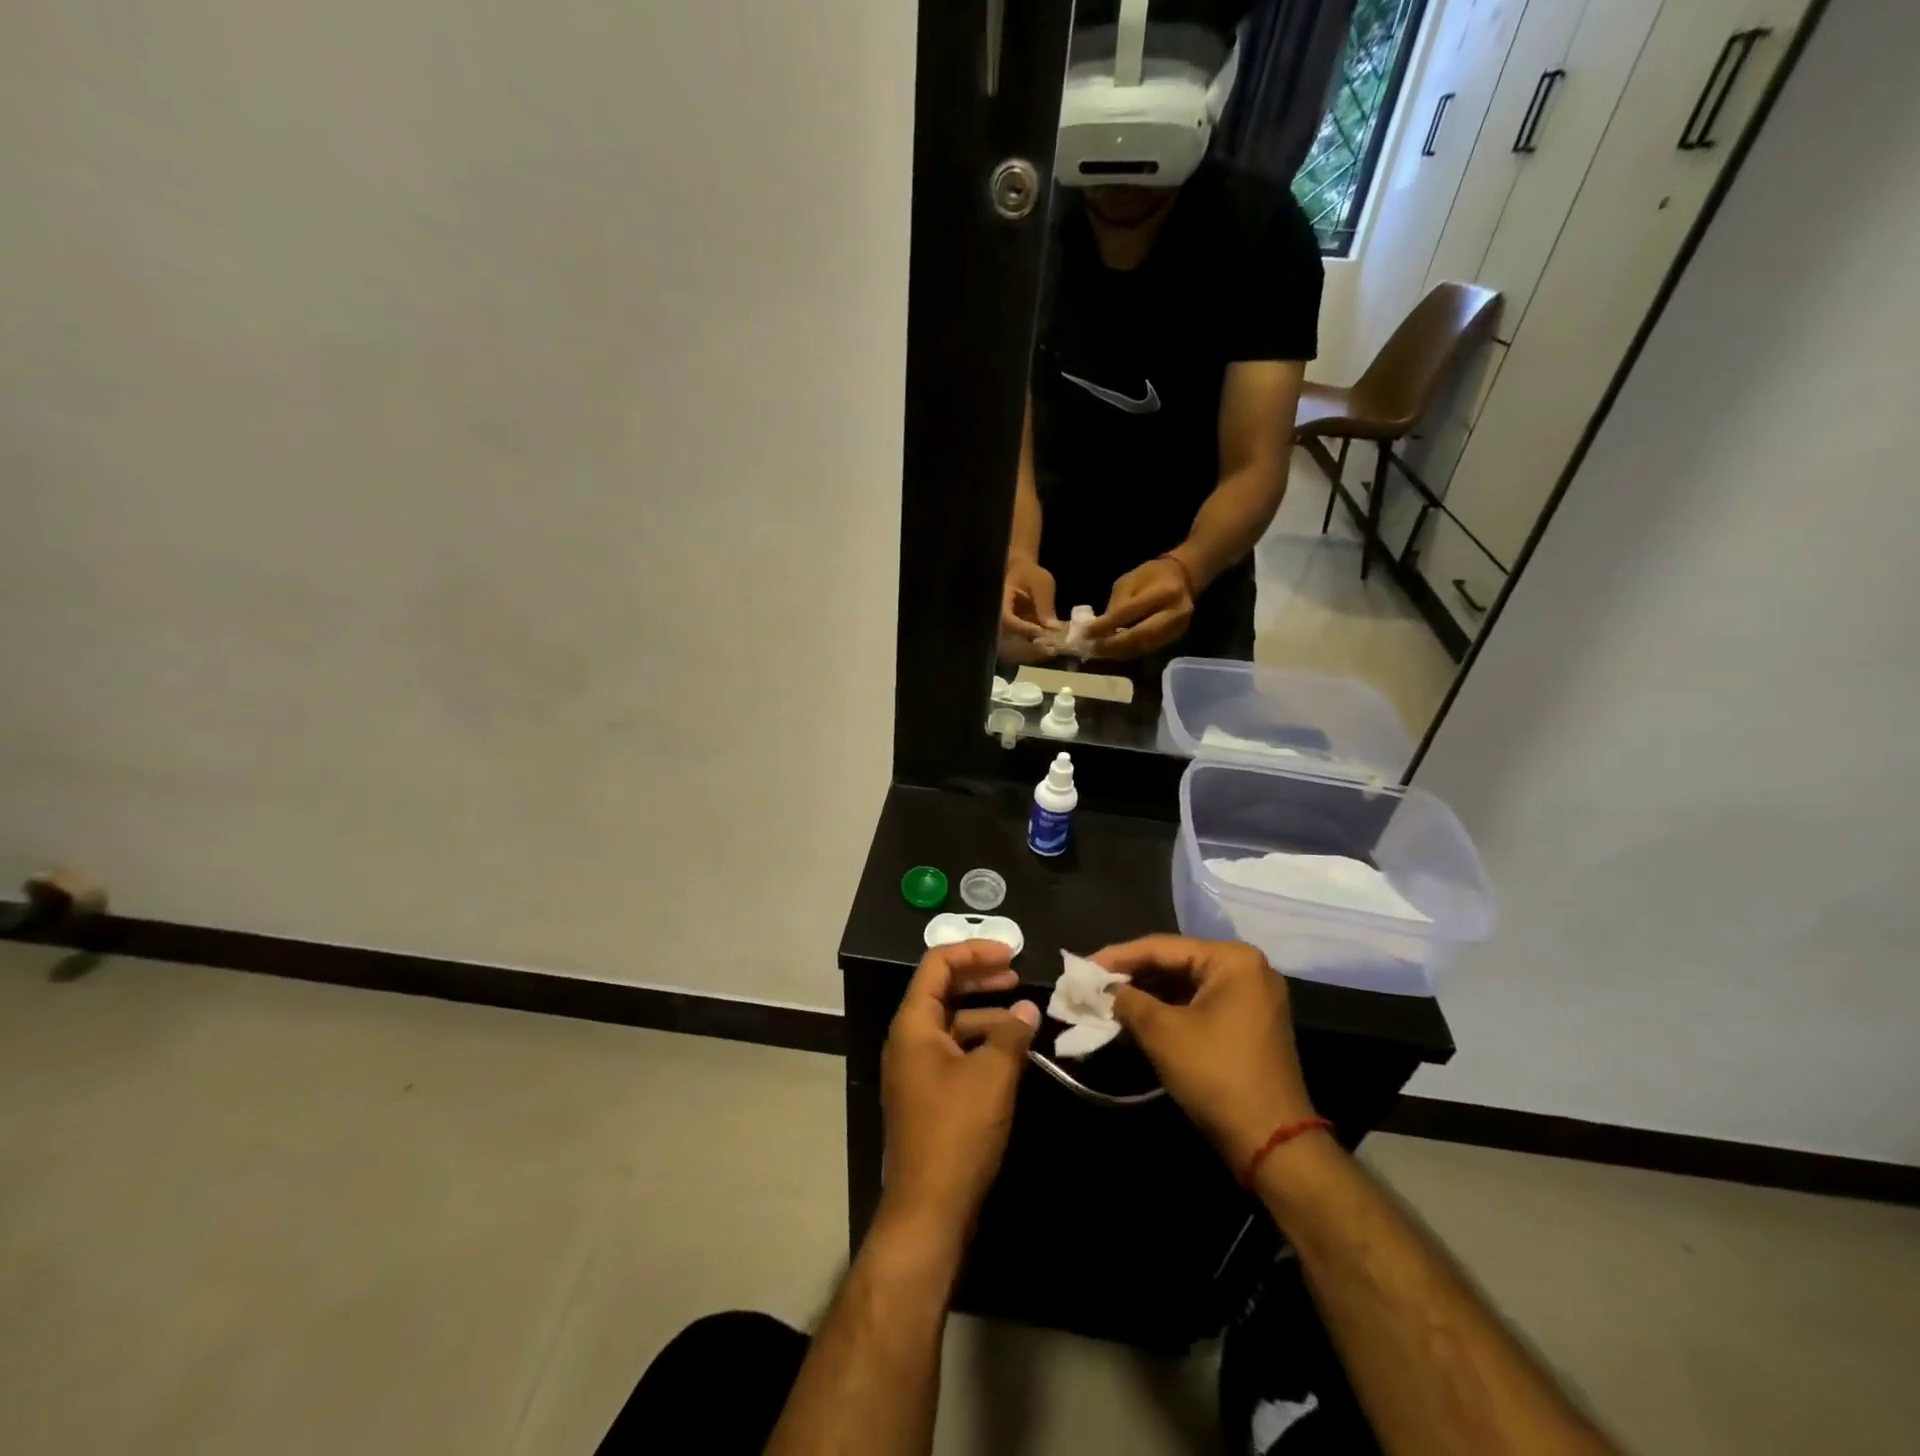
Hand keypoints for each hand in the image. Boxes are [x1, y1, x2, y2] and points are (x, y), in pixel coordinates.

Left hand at [881, 941, 1040, 1235]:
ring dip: (987, 1013)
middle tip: (1018, 975)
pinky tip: (1011, 1052)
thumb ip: (1012, 1034)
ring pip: (952, 1023)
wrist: (929, 1210)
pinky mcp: (929, 1094)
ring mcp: (917, 1069)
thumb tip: (1029, 1010)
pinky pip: (955, 1051)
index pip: (938, 965)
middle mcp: (909, 1039)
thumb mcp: (992, 1075)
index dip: (974, 951)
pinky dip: (982, 1043)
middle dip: (980, 978)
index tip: (1011, 953)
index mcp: (913, 1024)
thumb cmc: (956, 1132)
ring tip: (1025, 1017)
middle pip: (943, 990)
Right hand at [999, 557, 1061, 664]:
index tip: (1040, 631)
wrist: (1023, 575)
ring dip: (1032, 653)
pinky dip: (1033, 652)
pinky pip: (1019, 648)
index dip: (1021, 627)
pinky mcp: (1012, 636)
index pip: (1006, 618)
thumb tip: (1051, 627)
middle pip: (1006, 640)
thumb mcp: (1042, 582)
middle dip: (1028, 647)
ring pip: (1012, 649)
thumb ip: (1045, 603)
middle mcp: (997, 618)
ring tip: (1051, 652)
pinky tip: (1049, 651)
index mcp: (999, 601)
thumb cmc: (1031, 574)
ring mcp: (1004, 629)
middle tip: (1049, 650)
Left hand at [1087, 556, 1193, 659]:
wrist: (1183, 579)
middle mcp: (1175, 614)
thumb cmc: (1151, 576)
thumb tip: (1101, 630)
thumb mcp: (1128, 582)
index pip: (1130, 612)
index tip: (1087, 633)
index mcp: (1164, 593)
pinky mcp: (1174, 639)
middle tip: (1093, 648)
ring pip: (1143, 647)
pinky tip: (1114, 652)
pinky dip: (1128, 652)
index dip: (1107, 624)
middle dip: (1113, 645)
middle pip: (1139, 636)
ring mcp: (1177, 629)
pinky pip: (1147, 649)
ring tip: (1100, 652)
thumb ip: (1116, 606)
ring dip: (1119, 652)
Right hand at [1096, 936, 1317, 1168]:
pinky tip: (1138, 1016)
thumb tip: (1104, 990)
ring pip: (1187, 984)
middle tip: (1093, 983)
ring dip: (1149, 993)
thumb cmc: (1216, 1075)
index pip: (1162, 947)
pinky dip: (1169, 1009)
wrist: (1272, 1143)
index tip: (1083, 966)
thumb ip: (1128, 1000)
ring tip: (1108, 999)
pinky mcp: (1250, 1023)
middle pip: (1176, 962)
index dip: (1118, 956)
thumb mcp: (1162, 1032)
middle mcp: (1247, 968)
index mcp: (1232, 959)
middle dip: (1133, 974)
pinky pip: (1200, 1003)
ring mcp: (1252, 997)